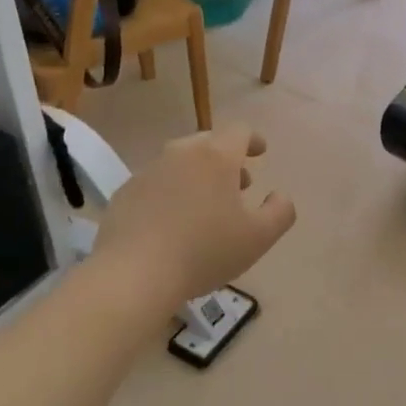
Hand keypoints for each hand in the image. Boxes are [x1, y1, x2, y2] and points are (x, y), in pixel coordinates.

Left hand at [94, 125, 295, 306]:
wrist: (135, 273)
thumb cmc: (205, 251)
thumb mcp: (259, 237)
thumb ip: (280, 211)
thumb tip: (280, 196)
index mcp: (216, 157)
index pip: (239, 132)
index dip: (253, 140)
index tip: (260, 153)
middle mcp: (180, 154)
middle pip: (208, 143)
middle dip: (227, 158)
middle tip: (238, 184)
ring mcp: (148, 172)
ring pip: (180, 163)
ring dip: (197, 175)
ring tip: (206, 205)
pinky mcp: (125, 193)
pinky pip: (156, 184)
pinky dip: (171, 193)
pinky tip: (173, 222)